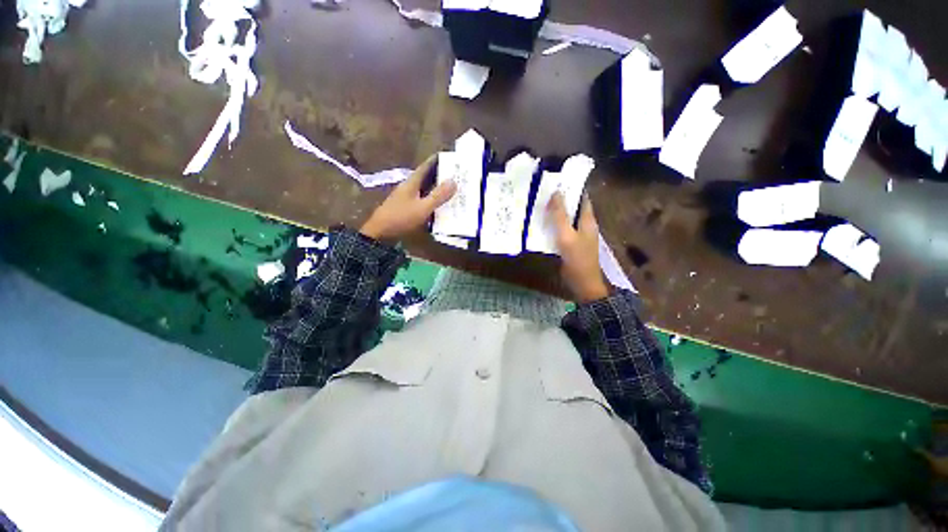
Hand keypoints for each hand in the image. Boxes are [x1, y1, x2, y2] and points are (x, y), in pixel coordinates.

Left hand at [360, 155, 456, 242]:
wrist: (381, 233)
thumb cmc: (401, 217)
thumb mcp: (422, 207)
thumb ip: (438, 196)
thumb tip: (454, 181)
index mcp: (412, 182)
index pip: (426, 167)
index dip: (437, 161)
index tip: (450, 157)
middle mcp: (409, 187)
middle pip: (426, 178)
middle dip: (440, 176)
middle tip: (456, 175)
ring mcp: (407, 198)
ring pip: (425, 190)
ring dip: (437, 189)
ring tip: (452, 190)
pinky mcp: (407, 208)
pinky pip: (423, 201)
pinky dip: (432, 201)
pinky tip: (440, 206)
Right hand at [547, 192, 609, 303]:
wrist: (582, 283)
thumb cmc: (576, 258)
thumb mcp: (567, 235)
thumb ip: (560, 216)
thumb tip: (557, 193)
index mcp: (588, 220)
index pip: (582, 198)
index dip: (573, 188)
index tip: (557, 180)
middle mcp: (584, 225)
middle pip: (573, 208)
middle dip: (561, 200)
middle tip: (543, 192)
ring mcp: (578, 236)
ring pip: (566, 219)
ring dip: (555, 213)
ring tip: (539, 205)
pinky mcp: (570, 245)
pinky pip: (561, 231)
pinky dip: (553, 226)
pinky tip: (541, 225)